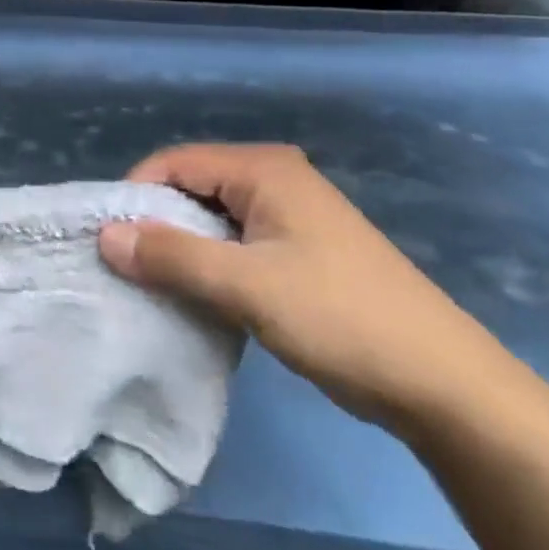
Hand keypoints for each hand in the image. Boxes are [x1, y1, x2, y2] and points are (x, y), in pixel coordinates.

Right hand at [99, 143, 514, 433]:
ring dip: (180, 249)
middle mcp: (274, 181)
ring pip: (211, 220)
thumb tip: (104, 235)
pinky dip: (207, 266)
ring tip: (149, 285)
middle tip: (121, 267)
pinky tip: (193, 297)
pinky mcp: (298, 253)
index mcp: (263, 170)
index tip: (105, 240)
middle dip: (154, 224)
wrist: (445, 386)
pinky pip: (234, 245)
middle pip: (191, 187)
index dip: (135, 195)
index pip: (174, 163)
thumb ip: (172, 257)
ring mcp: (289, 218)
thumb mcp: (247, 286)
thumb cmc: (341, 319)